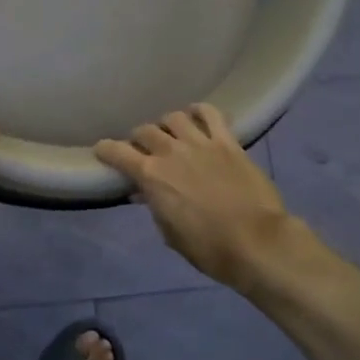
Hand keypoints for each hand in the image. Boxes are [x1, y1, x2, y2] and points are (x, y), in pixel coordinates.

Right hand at [95, 105, 292, 288]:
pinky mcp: (228, 142)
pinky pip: (211, 114)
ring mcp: (201, 143)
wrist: (257, 242)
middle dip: (138, 139)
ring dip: (167, 124)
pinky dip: (200, 111)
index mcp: (150, 176)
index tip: (102, 151)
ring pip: (174, 117)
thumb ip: (156, 208)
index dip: (105, 150)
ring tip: (170, 133)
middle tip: (143, 150)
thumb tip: (146, 194)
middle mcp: (170, 152)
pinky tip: (197, 116)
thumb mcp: (170, 234)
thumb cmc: (209, 248)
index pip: (116, 152)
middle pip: (144, 131)